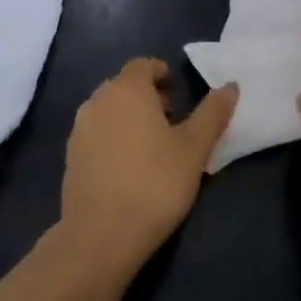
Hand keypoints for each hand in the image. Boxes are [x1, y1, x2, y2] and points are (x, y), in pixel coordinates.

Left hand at [61, 58, 238, 272]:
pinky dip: (113, 138)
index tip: (180, 94)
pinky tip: (130, 167)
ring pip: (109, 110)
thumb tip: (230, 85)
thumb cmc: (155, 183)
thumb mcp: (195, 148)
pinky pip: (97, 134)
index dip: (163, 73)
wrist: (100, 236)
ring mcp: (79, 130)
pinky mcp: (70, 157)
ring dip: (130, 117)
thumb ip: (213, 113)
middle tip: (173, 120)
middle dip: (148, 95)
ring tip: (153, 145)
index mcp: (127, 89)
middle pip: (124, 86)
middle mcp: (98, 101)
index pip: (143, 64)